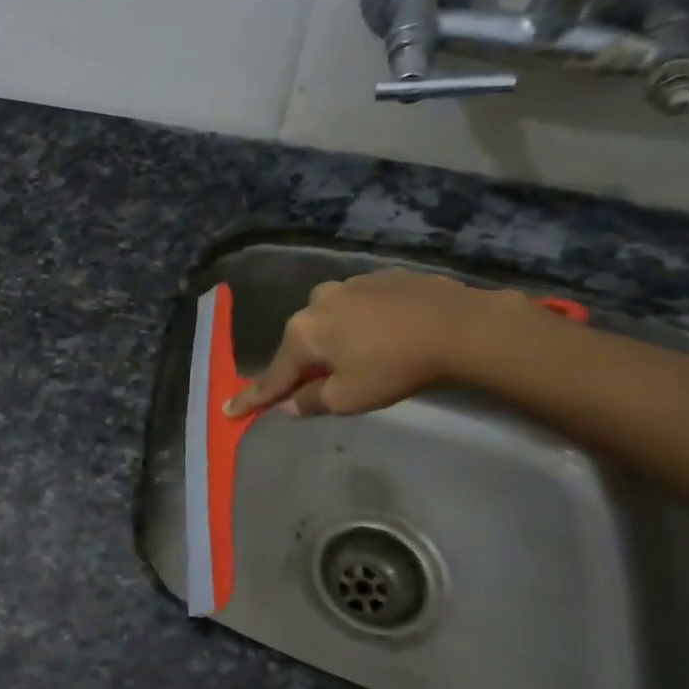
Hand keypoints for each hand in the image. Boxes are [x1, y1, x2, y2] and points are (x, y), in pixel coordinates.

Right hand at [226, 269, 527, 417]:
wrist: (459, 325)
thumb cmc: (394, 367)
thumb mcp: (349, 398)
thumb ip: (311, 402)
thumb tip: (290, 403)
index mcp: (302, 333)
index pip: (272, 375)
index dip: (252, 398)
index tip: (228, 410)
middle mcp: (316, 302)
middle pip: (302, 344)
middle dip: (305, 365)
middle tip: (316, 387)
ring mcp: (349, 284)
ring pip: (331, 321)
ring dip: (336, 341)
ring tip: (363, 359)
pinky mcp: (381, 278)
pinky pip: (360, 307)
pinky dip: (364, 324)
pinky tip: (387, 336)